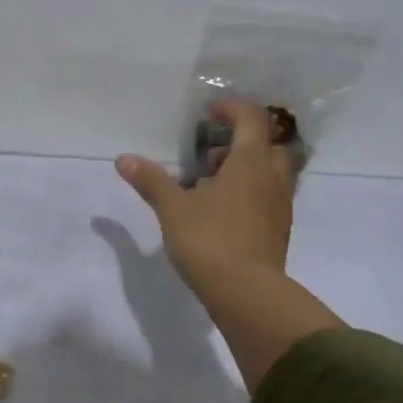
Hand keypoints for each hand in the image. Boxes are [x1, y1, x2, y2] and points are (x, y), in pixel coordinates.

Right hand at [116, 99, 339, 388]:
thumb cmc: (209, 240)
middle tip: (213, 152)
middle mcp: (272, 179)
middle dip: (244, 141)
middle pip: (270, 144)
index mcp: (250, 163)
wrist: (245, 293)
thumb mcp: (172, 208)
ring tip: (211, 183)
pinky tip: (222, 210)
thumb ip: (151, 180)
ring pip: (272, 173)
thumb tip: (123, 159)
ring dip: (247, 168)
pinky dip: (250, 193)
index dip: (231, 109)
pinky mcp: (278, 231)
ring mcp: (279, 207)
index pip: (251, 119)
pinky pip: (268, 198)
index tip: (209, 113)